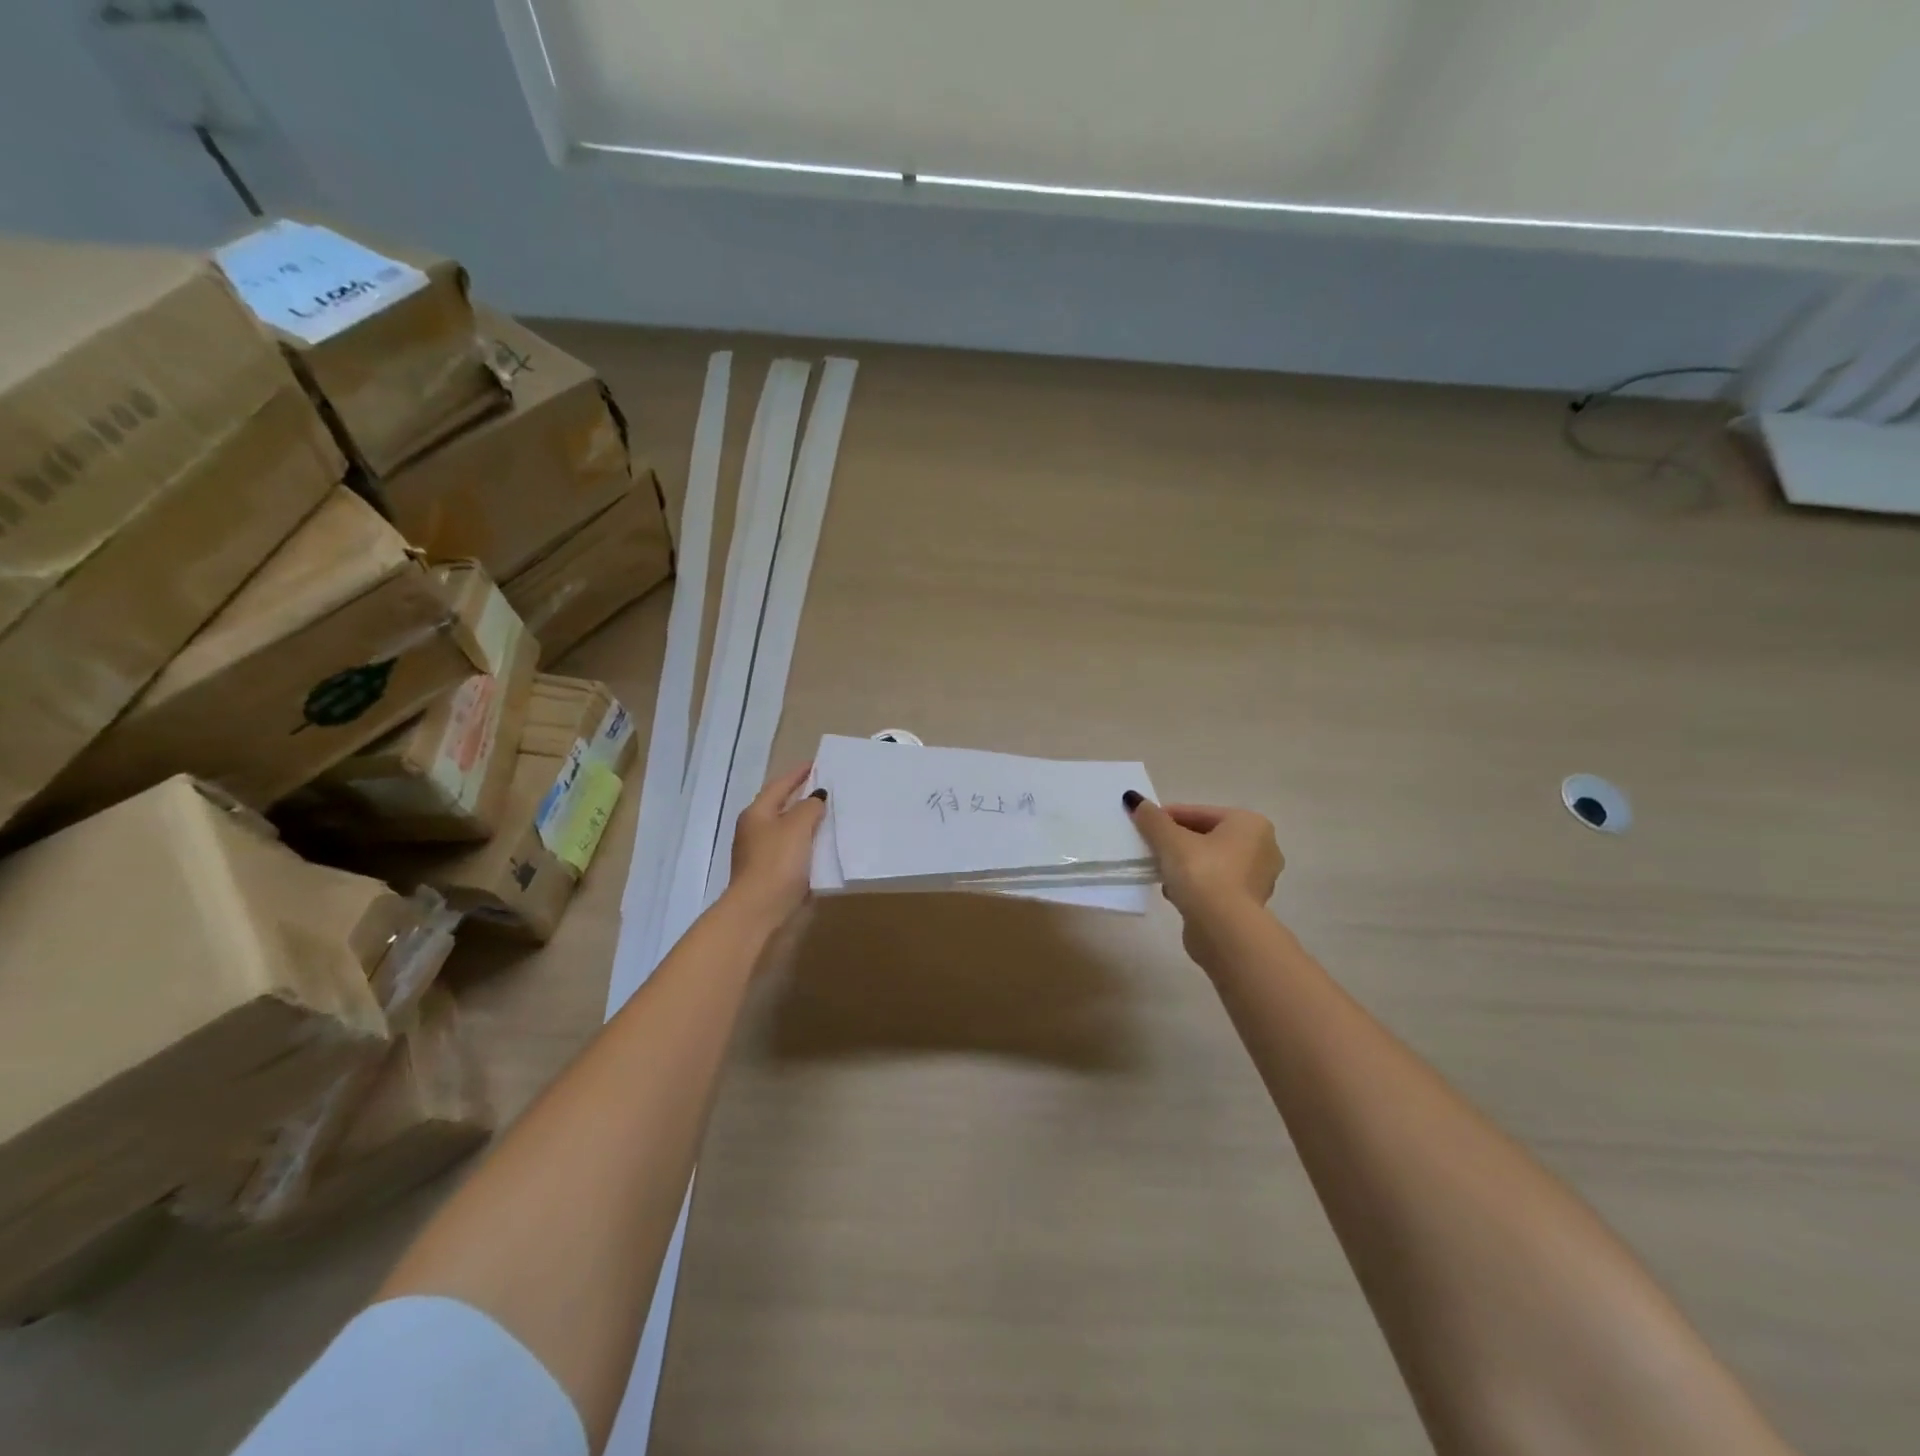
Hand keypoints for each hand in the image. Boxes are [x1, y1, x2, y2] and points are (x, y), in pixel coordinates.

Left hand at [725, 764, 827, 925]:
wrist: (759, 912)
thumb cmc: (777, 863)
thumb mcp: (797, 826)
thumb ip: (810, 806)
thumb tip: (817, 797)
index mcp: (757, 813)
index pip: (780, 785)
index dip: (799, 773)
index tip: (819, 763)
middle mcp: (756, 831)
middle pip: (782, 807)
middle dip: (804, 797)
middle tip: (830, 789)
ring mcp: (761, 854)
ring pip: (789, 831)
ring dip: (808, 823)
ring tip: (834, 816)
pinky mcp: (772, 875)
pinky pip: (794, 852)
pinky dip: (809, 845)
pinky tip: (825, 847)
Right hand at [1124, 793, 1283, 929]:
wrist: (1222, 929)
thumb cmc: (1202, 873)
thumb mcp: (1170, 840)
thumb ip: (1152, 819)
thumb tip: (1134, 799)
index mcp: (1250, 824)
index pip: (1199, 813)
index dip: (1167, 816)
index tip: (1143, 824)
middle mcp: (1262, 847)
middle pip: (1207, 836)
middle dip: (1176, 841)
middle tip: (1149, 846)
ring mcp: (1258, 878)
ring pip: (1211, 862)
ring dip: (1184, 864)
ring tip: (1158, 870)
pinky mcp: (1248, 905)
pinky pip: (1215, 884)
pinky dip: (1195, 885)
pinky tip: (1173, 891)